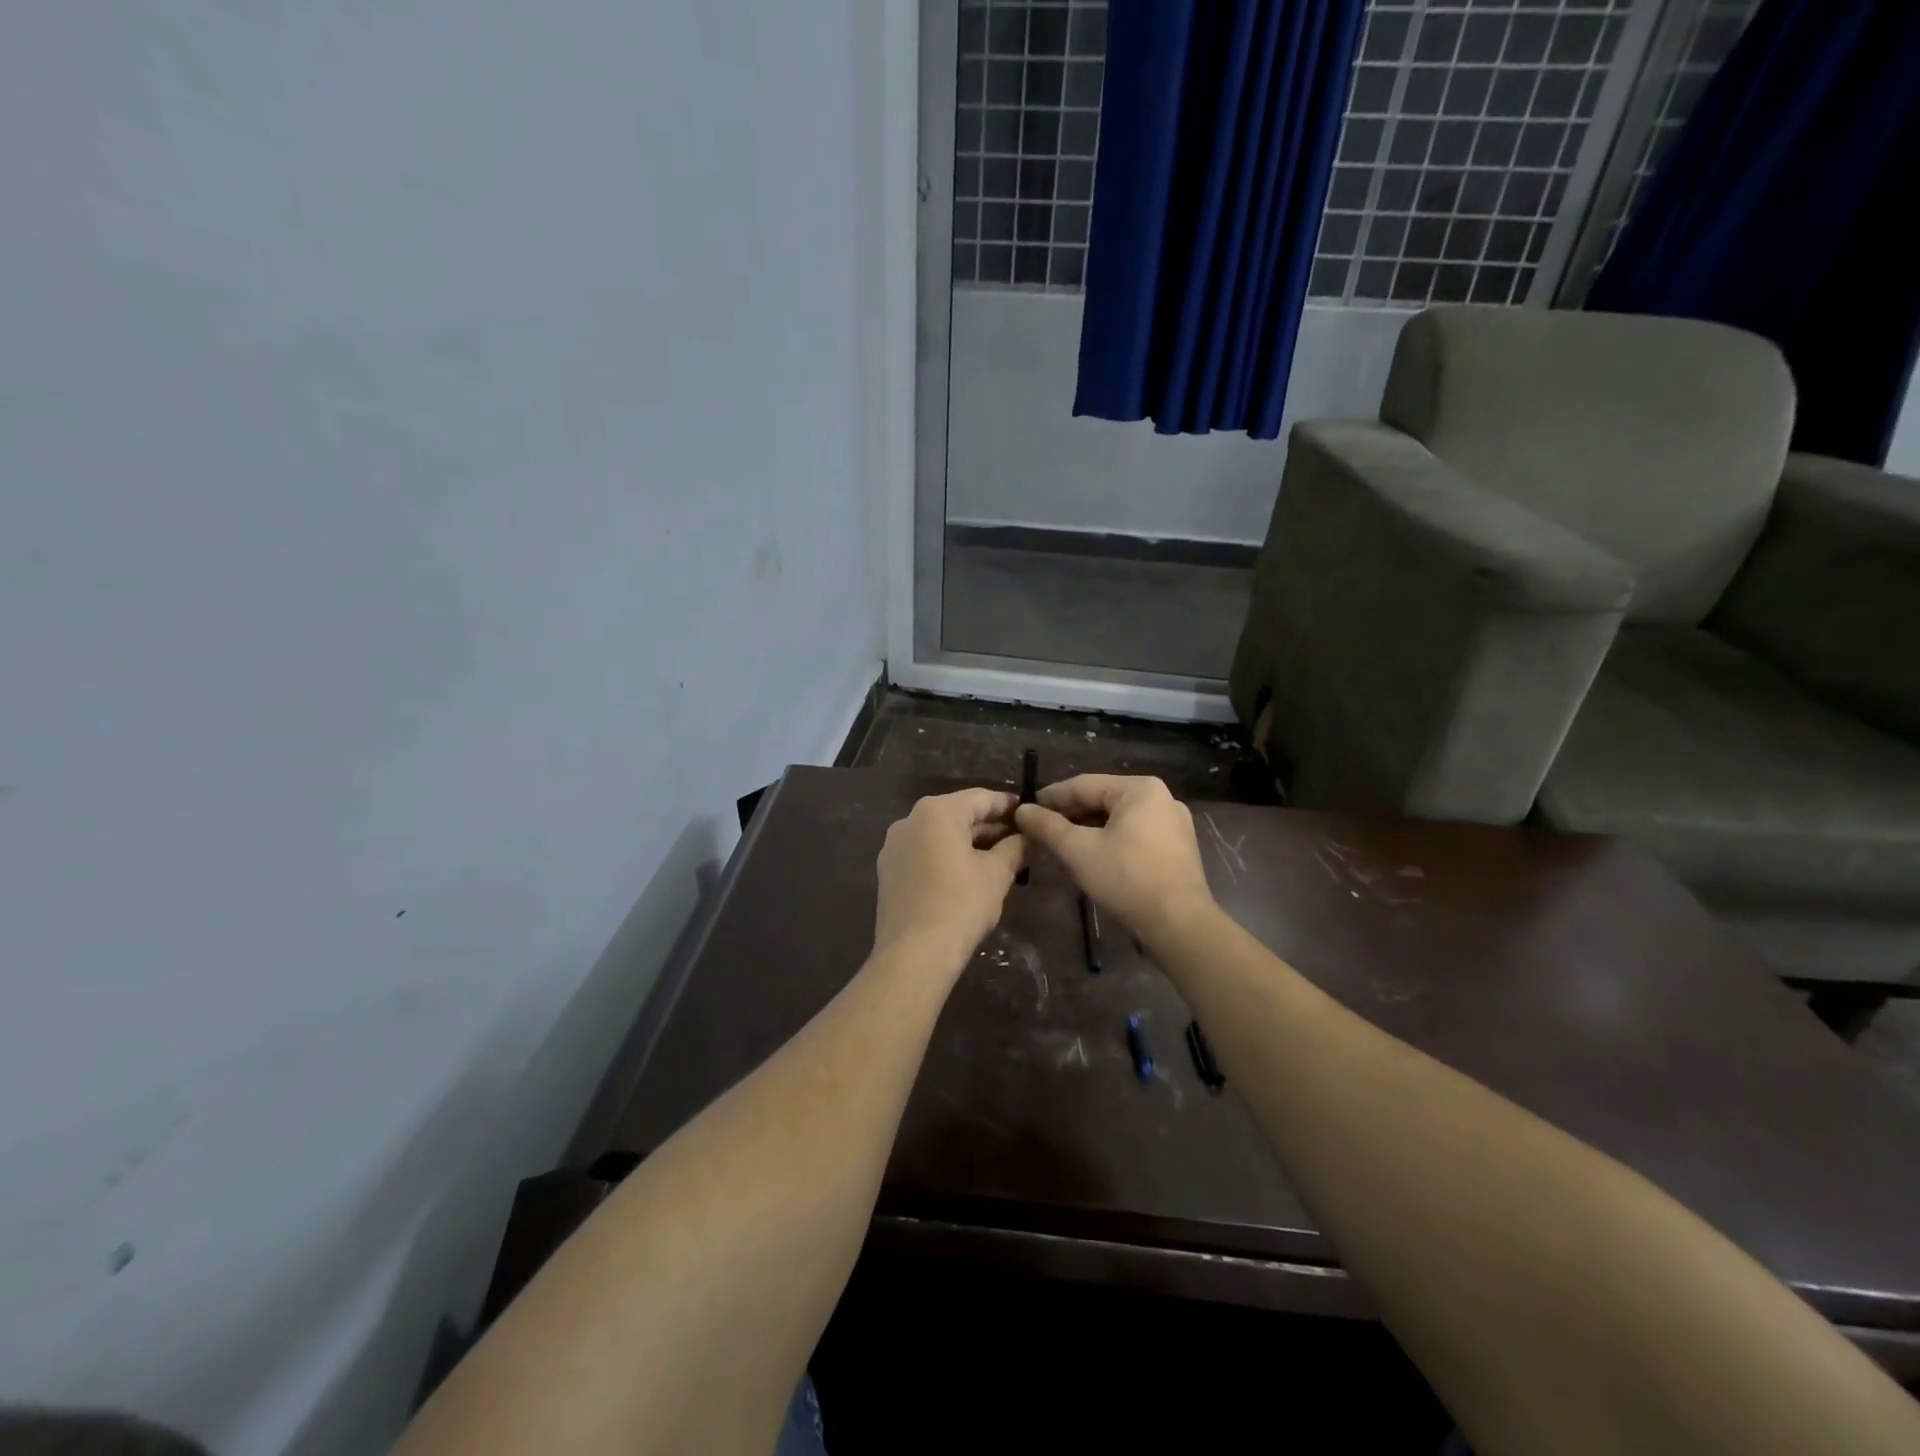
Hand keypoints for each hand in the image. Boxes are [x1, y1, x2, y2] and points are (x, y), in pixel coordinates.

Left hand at [873, 788, 1025, 972]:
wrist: (914, 954)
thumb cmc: (960, 905)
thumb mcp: (997, 874)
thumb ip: (1015, 847)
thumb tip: (1027, 836)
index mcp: (936, 812)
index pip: (981, 798)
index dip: (1009, 806)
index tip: (1030, 814)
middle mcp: (909, 821)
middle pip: (958, 815)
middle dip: (990, 827)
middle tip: (1021, 840)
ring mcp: (894, 847)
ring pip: (940, 836)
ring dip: (970, 844)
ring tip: (1000, 859)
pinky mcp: (888, 872)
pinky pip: (925, 854)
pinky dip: (948, 858)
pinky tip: (969, 876)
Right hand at [1015, 775, 1215, 942]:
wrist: (1179, 925)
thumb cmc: (1127, 879)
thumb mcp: (1078, 851)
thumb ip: (1047, 827)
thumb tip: (1022, 810)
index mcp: (1140, 788)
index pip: (1083, 785)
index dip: (1050, 798)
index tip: (1025, 811)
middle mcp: (1161, 798)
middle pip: (1102, 800)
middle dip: (1069, 816)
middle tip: (1039, 832)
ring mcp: (1173, 824)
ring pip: (1117, 820)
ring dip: (1087, 831)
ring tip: (1060, 846)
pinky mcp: (1177, 848)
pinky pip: (1134, 835)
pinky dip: (1109, 842)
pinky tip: (1091, 858)